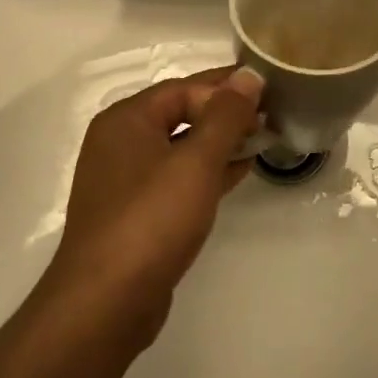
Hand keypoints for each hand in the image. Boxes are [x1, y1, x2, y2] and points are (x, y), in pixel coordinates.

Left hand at [42, 66, 264, 344]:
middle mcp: (120, 142)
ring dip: (220, 142)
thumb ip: (225, 116)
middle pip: (180, 114)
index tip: (268, 91)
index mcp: (126, 119)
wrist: (106, 302)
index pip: (183, 88)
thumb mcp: (196, 162)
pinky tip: (239, 171)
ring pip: (180, 147)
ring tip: (263, 138)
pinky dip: (207, 171)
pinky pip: (176, 177)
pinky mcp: (135, 212)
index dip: (226, 87)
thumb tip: (249, 76)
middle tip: (271, 113)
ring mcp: (125, 180)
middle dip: (225, 113)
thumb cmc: (151, 220)